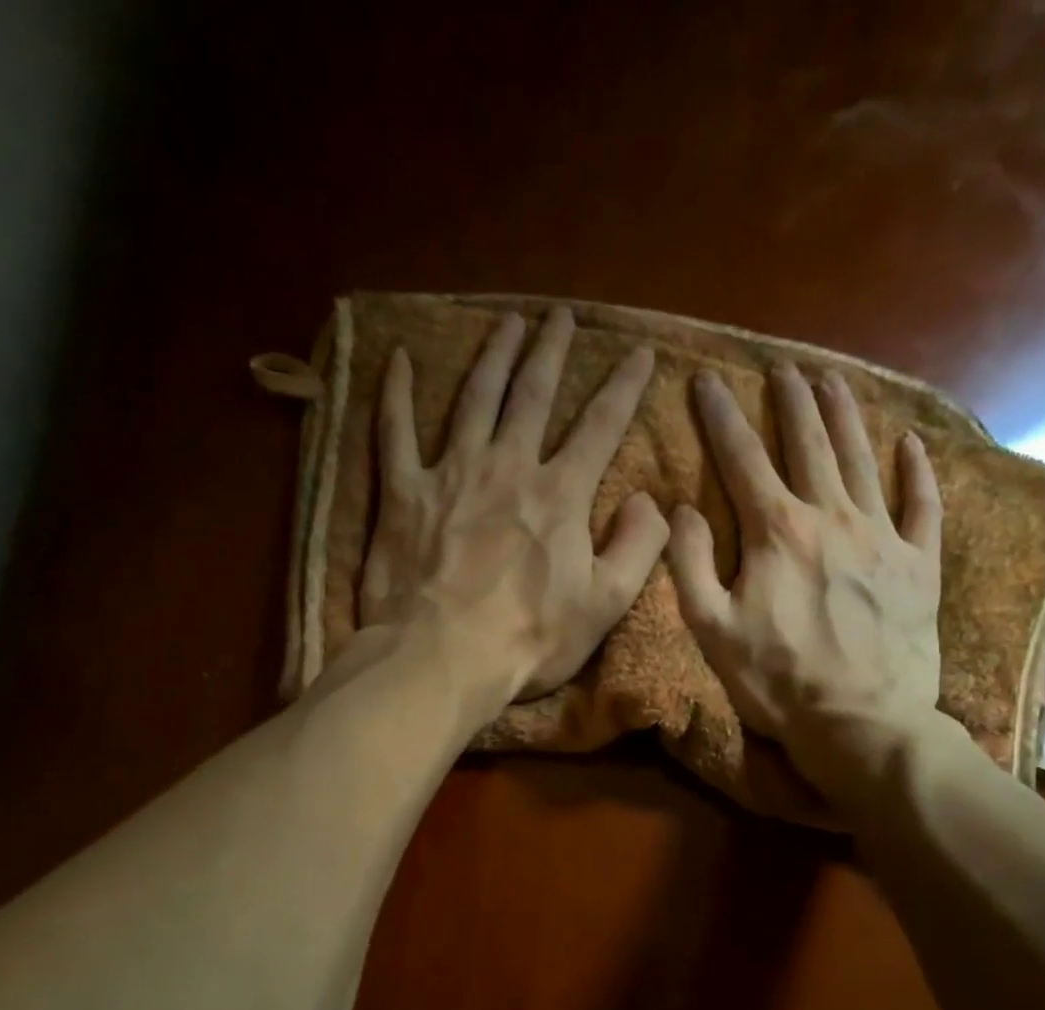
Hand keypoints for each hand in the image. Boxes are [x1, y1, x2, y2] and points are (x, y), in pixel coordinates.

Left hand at [361, 307, 668, 705]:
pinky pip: (396, 432)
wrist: (442, 658)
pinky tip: (399, 360)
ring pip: (475, 398)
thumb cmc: (528, 639)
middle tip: (561, 315)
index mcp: (560, 494)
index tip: (639, 351)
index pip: (601, 425)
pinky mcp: (403, 494)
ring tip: (508, 323)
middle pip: (533, 395)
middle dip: (552, 351)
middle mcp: (507, 467)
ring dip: (494, 356)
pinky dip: (396, 394)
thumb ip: (638, 546)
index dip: (624, 386)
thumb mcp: (605, 604)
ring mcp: (451, 474)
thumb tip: (648, 500)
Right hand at [667, 363, 945, 801]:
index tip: (706, 379)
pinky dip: (917, 471)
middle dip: (792, 401)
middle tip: (783, 367)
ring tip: (833, 380)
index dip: (721, 416)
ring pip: (862, 459)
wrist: (862, 723)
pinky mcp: (919, 565)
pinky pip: (922, 505)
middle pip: (809, 444)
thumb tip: (683, 509)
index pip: (742, 459)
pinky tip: (911, 443)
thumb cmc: (777, 681)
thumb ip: (690, 564)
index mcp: (777, 532)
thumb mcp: (710, 630)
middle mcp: (832, 517)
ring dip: (846, 415)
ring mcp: (882, 537)